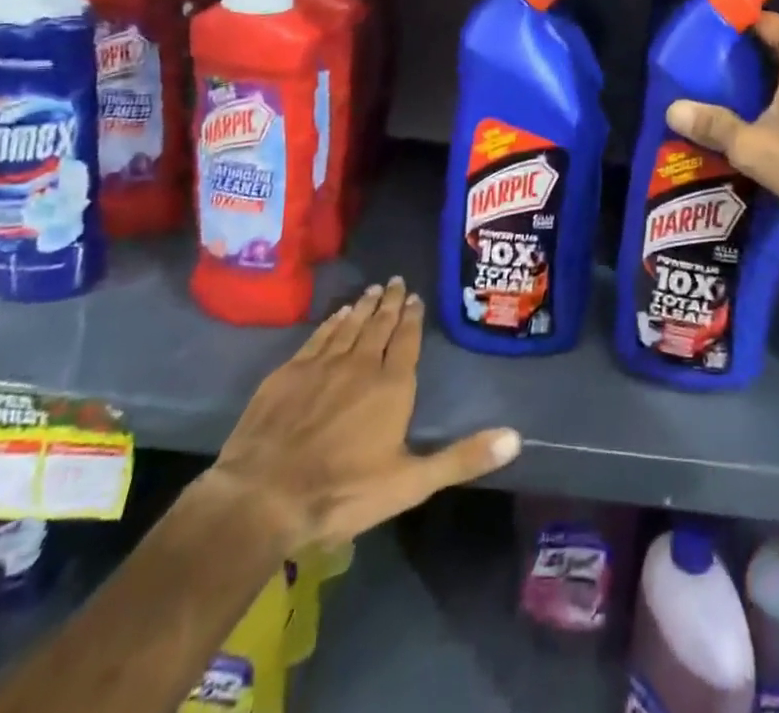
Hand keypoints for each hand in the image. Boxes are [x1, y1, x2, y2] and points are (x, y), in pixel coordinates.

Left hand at [207, 279, 520, 556]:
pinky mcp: (288, 373)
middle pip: (378, 326)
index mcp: (392, 386)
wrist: (262, 498)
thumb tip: (516, 437)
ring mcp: (321, 365)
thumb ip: (462, 457)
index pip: (406, 340)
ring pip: (348, 326)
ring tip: (371, 291)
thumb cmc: (342, 493)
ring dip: (362, 307)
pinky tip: (335, 316)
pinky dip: (330, 323)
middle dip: (389, 303)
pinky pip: (317, 337)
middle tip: (395, 281)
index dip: (412, 318)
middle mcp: (360, 365)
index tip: (414, 297)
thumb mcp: (410, 483)